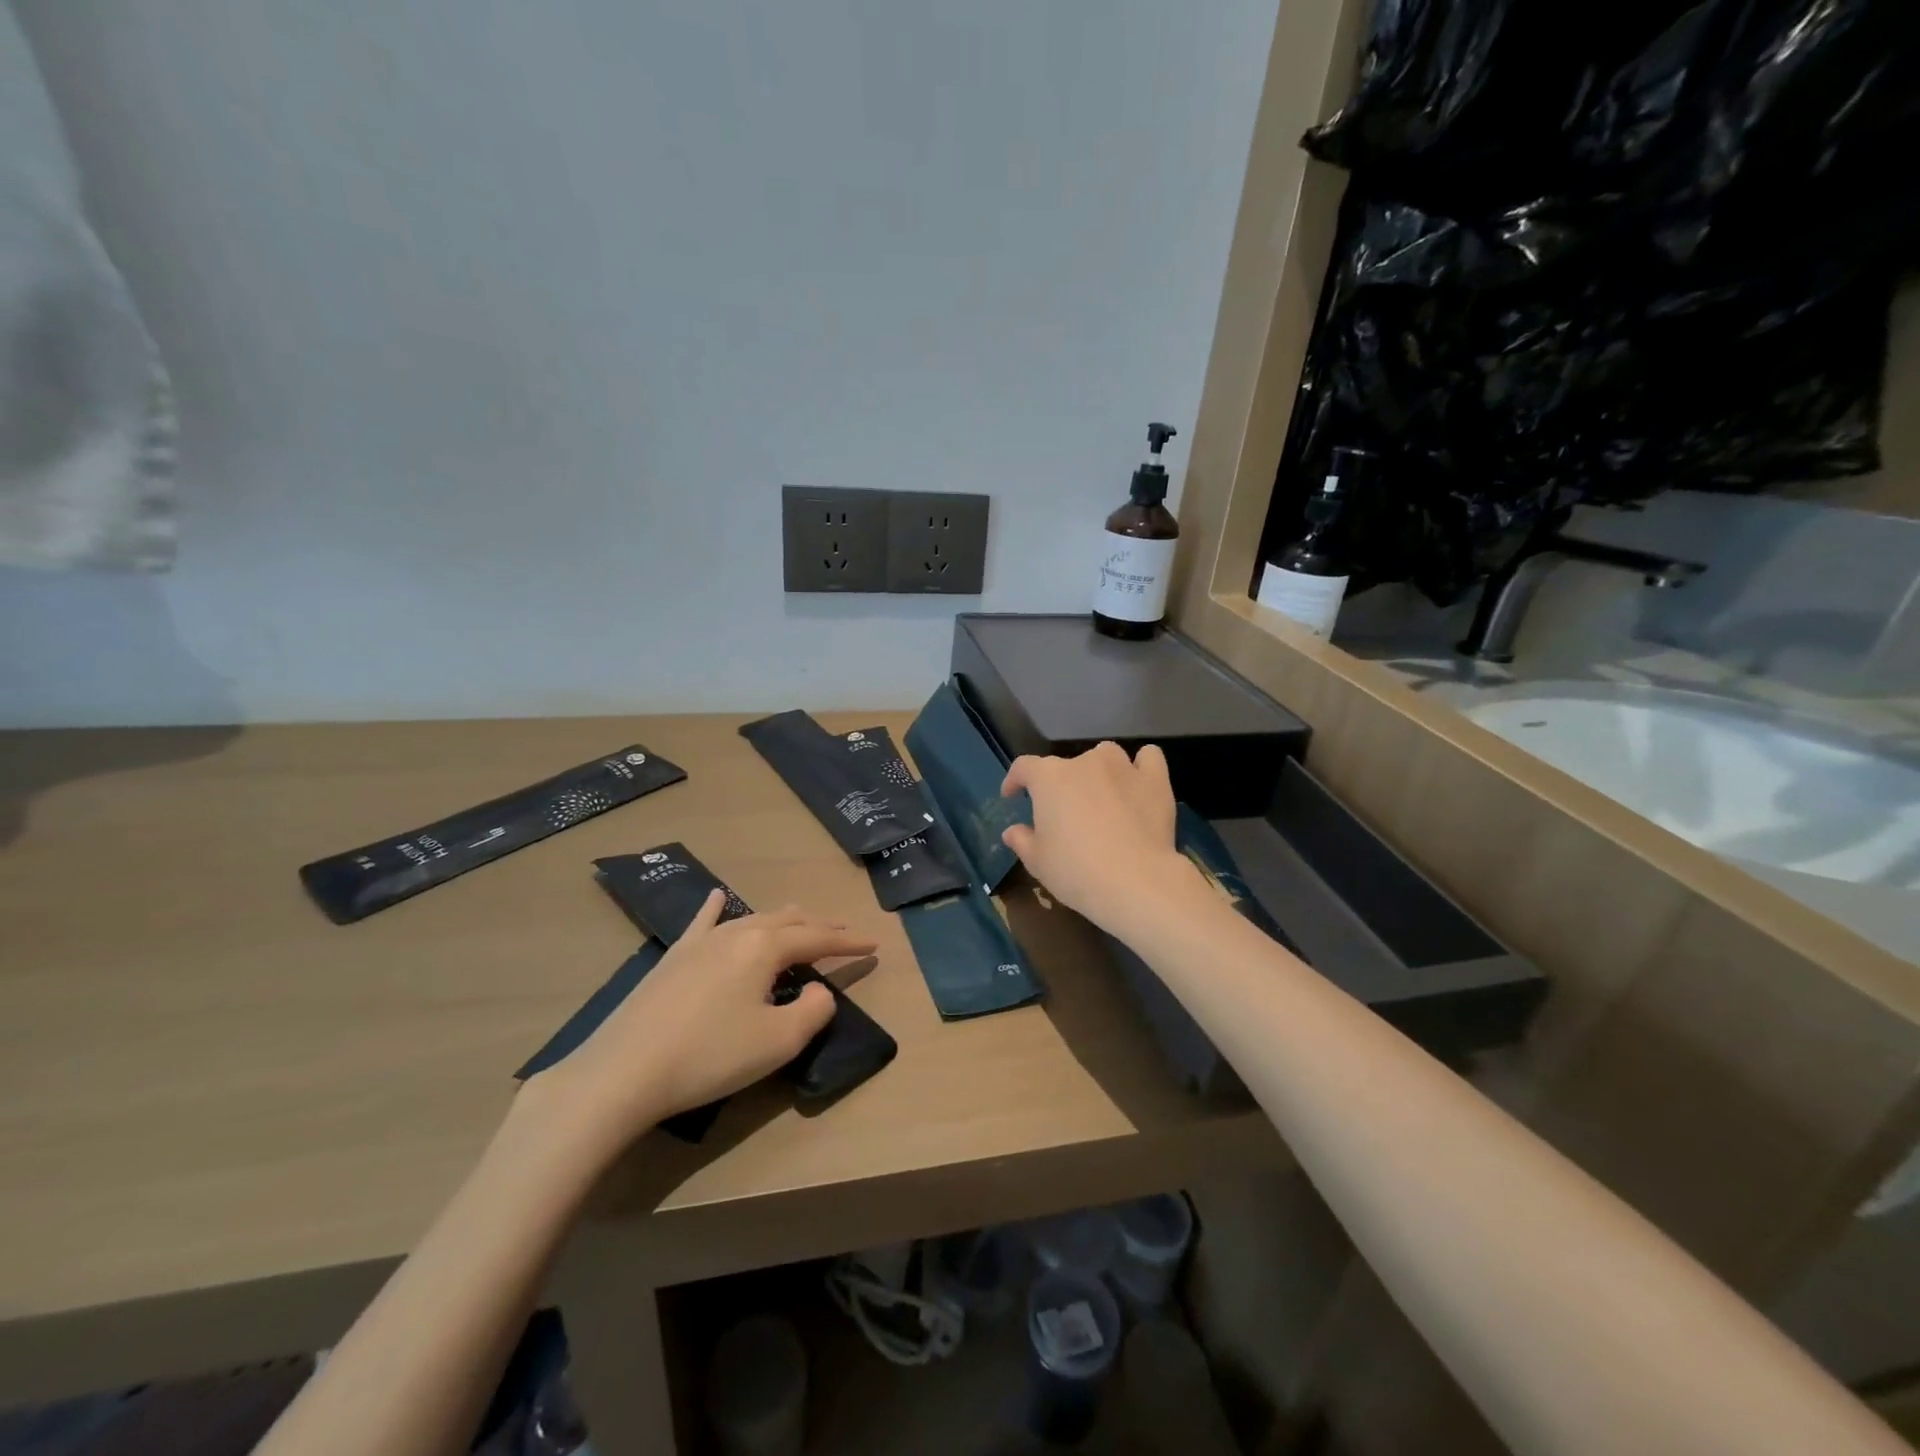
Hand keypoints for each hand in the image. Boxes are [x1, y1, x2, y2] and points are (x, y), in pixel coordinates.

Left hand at [522, 892, 874, 1159]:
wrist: (624, 1072)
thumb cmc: (709, 1056)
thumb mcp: (778, 1041)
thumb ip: (814, 1010)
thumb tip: (820, 992)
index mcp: (766, 947)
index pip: (818, 938)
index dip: (848, 943)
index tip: (874, 945)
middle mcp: (737, 932)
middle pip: (788, 921)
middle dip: (820, 927)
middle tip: (844, 934)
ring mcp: (701, 942)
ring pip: (752, 918)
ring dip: (783, 920)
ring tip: (801, 920)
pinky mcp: (673, 958)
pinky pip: (703, 922)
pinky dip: (716, 908)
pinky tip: (717, 896)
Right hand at [1000, 742, 1207, 935]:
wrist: (1135, 882)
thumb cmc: (1076, 870)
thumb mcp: (1038, 862)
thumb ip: (1022, 841)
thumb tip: (1013, 831)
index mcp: (1049, 778)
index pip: (1024, 767)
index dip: (1015, 779)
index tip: (1012, 795)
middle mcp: (1085, 762)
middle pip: (1066, 765)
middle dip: (1061, 785)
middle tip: (1065, 815)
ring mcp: (1123, 767)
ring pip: (1106, 755)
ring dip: (1099, 770)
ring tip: (1102, 796)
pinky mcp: (1155, 780)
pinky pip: (1148, 758)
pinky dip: (1141, 766)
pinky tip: (1138, 782)